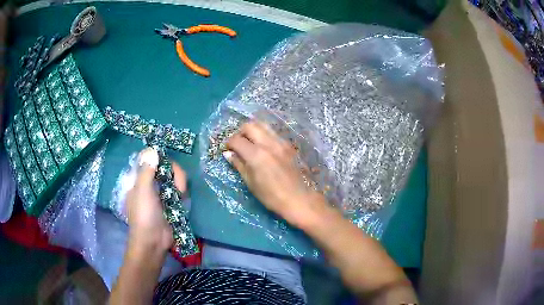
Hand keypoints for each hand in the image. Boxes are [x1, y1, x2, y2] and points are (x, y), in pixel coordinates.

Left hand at [126, 148, 186, 251]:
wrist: (153, 242)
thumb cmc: (144, 215)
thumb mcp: (143, 191)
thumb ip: (147, 170)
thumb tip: (152, 150)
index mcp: (139, 179)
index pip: (149, 159)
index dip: (159, 158)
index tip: (167, 164)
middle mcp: (150, 183)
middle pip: (165, 167)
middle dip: (175, 173)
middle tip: (180, 186)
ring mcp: (161, 193)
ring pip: (174, 177)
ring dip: (180, 183)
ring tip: (181, 195)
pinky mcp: (171, 202)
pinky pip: (178, 189)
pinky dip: (182, 191)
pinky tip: (182, 198)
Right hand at [225, 121, 328, 225]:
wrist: (299, 199)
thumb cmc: (271, 196)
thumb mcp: (251, 183)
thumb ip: (239, 165)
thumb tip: (228, 154)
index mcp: (256, 155)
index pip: (237, 140)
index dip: (228, 143)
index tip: (227, 149)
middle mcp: (268, 143)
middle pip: (250, 125)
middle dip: (240, 132)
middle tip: (238, 143)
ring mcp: (280, 142)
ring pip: (263, 125)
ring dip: (253, 130)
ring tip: (250, 143)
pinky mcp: (288, 145)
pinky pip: (273, 133)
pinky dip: (264, 135)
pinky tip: (263, 147)